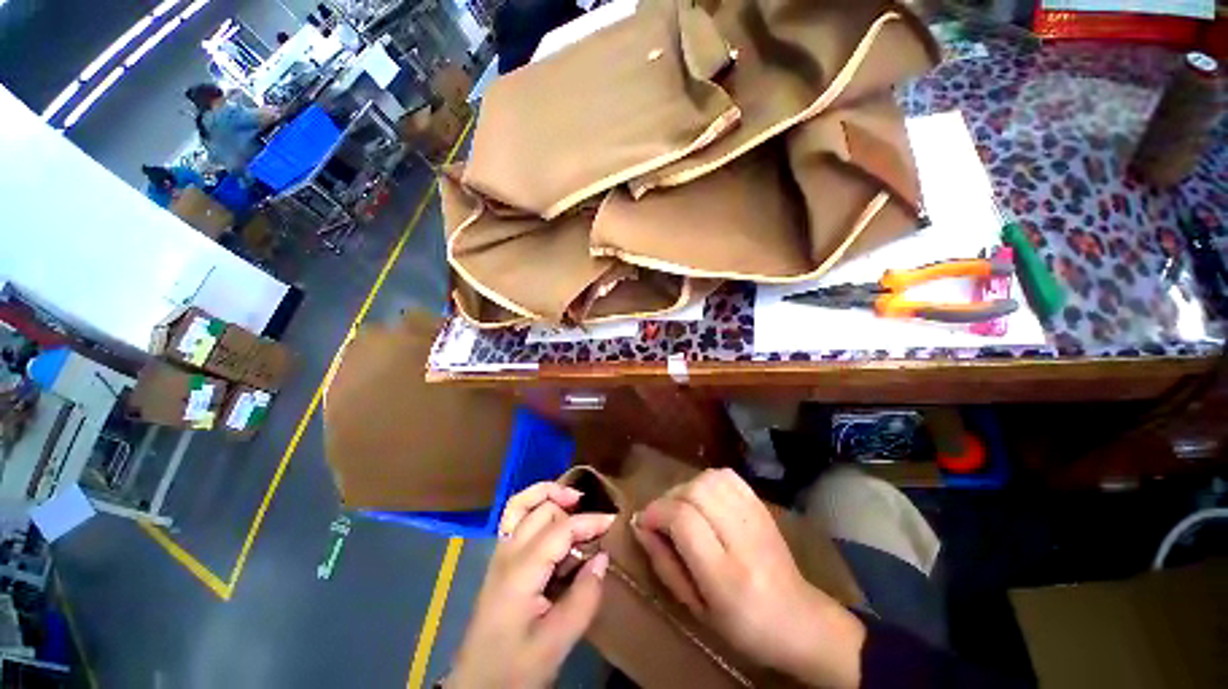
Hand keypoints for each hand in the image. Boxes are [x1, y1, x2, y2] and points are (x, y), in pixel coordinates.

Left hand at [449, 483, 613, 688]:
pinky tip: (554, 520)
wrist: (477, 688)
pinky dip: (536, 507)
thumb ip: (584, 597)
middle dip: (570, 506)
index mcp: (520, 572)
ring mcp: (499, 555)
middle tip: (593, 522)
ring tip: (572, 499)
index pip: (560, 530)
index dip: (589, 522)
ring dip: (547, 495)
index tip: (613, 521)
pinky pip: (515, 519)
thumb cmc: (516, 668)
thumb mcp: (557, 642)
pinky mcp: (499, 562)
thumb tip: (602, 557)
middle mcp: (506, 554)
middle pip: (540, 509)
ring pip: (520, 504)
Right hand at [632, 469, 865, 688]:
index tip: (644, 522)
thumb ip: (664, 563)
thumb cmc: (742, 626)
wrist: (800, 620)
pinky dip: (707, 480)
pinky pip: (727, 476)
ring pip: (710, 479)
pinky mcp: (762, 506)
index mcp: (726, 577)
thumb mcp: (695, 608)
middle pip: (695, 492)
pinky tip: (704, 498)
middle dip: (669, 499)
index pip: (684, 521)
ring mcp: (757, 518)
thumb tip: (640, 525)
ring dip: (687, 488)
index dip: (657, 513)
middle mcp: (743, 540)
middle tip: (662, 517)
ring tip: (682, 507)